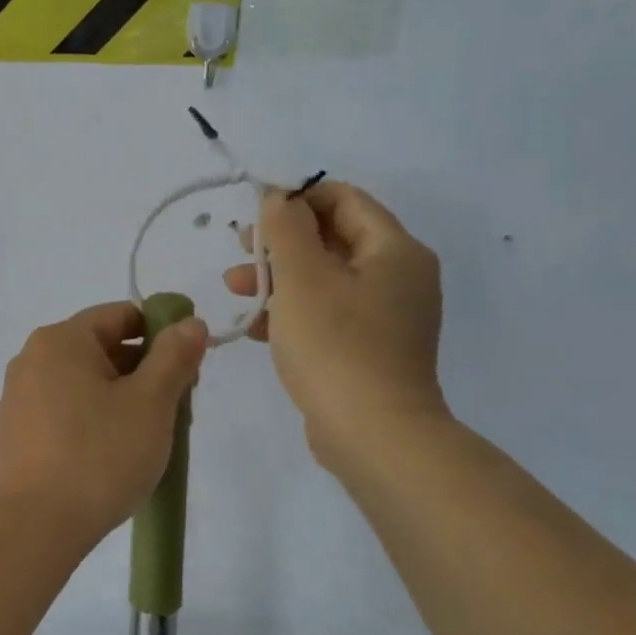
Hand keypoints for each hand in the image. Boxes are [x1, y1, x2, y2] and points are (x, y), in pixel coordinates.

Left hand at [0, 302, 208, 549]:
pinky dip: (94, 418)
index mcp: (60, 340)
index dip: (162, 335)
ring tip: (151, 437)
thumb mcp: (150, 402)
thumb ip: (173, 356)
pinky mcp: (17, 431)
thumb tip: (189, 323)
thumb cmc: (99, 455)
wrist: (35, 526)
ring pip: (85, 382)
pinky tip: (114, 452)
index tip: (189, 369)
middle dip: (145, 372)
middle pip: (103, 347)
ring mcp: (20, 396)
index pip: (121, 315)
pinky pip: (65, 408)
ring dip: (123, 398)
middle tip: (178, 409)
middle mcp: (32, 358)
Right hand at [226, 183, 448, 465]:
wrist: (374, 436)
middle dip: (280, 242)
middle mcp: (399, 277)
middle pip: (333, 238)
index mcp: (394, 250)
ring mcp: (388, 317)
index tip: (253, 216)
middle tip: (238, 251)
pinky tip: (257, 326)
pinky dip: (294, 311)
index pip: (344, 199)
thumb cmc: (336, 346)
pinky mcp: (371, 350)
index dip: (296, 199)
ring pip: (326, 278)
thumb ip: (285, 228)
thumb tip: (278, 197)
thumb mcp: (301, 277)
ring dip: (279, 277)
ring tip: (236, 288)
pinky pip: (329, 314)